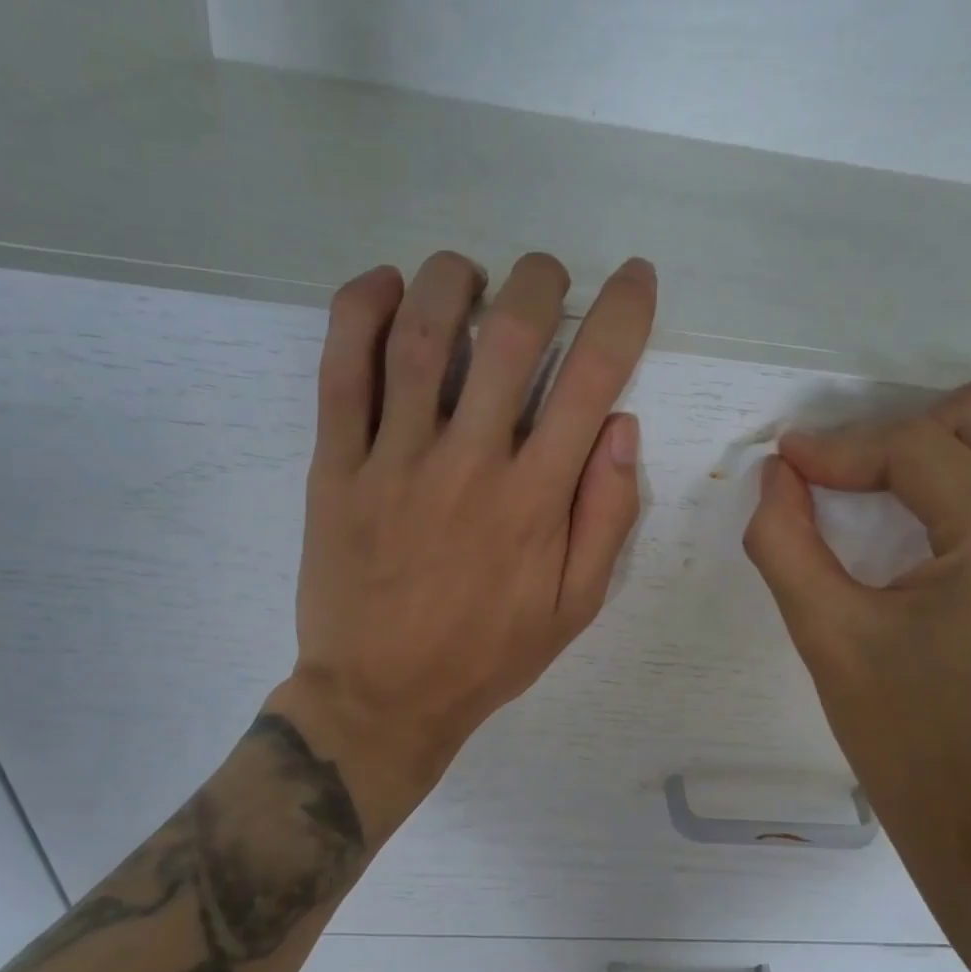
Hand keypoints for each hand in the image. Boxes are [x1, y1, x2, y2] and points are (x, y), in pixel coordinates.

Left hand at [271, 251, 655, 840]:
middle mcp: (470, 464)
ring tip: (470, 275)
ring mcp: (395, 461)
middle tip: (547, 276)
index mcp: (536, 500)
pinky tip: (386, 287)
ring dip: (454, 280)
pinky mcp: (335, 468)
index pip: (592, 381)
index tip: (635, 277)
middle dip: (540, 282)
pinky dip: (362, 311)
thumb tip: (621, 428)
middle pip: (511, 336)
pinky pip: (341, 371)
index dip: (624, 314)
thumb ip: (605, 517)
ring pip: (423, 336)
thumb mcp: (575, 606)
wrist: (382, 696)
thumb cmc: (487, 654)